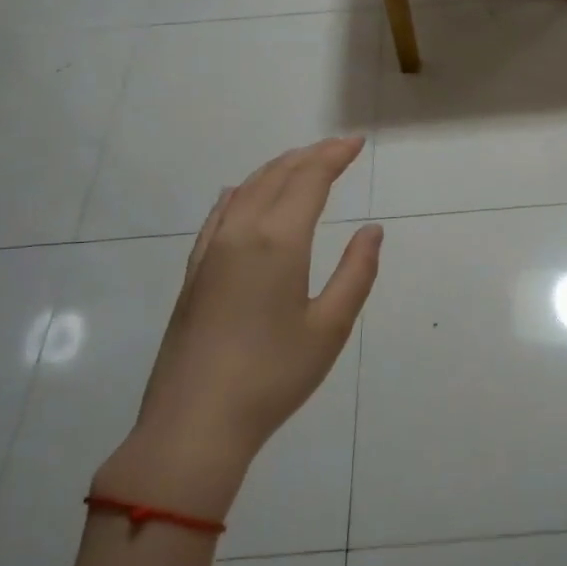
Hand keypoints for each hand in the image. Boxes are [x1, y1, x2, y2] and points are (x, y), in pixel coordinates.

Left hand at [97, 138, 382, 519]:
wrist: (195, 423)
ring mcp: (211, 252)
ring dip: (276, 169)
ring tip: (301, 163)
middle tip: (338, 147)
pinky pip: (219, 215)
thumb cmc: (274, 376)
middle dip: (309, 155)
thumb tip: (372, 230)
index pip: (309, 179)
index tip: (357, 142)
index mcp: (278, 241)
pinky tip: (240, 193)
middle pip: (276, 176)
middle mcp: (241, 233)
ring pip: (245, 190)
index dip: (334, 156)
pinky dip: (239, 193)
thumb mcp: (331, 327)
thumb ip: (356, 272)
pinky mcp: (194, 274)